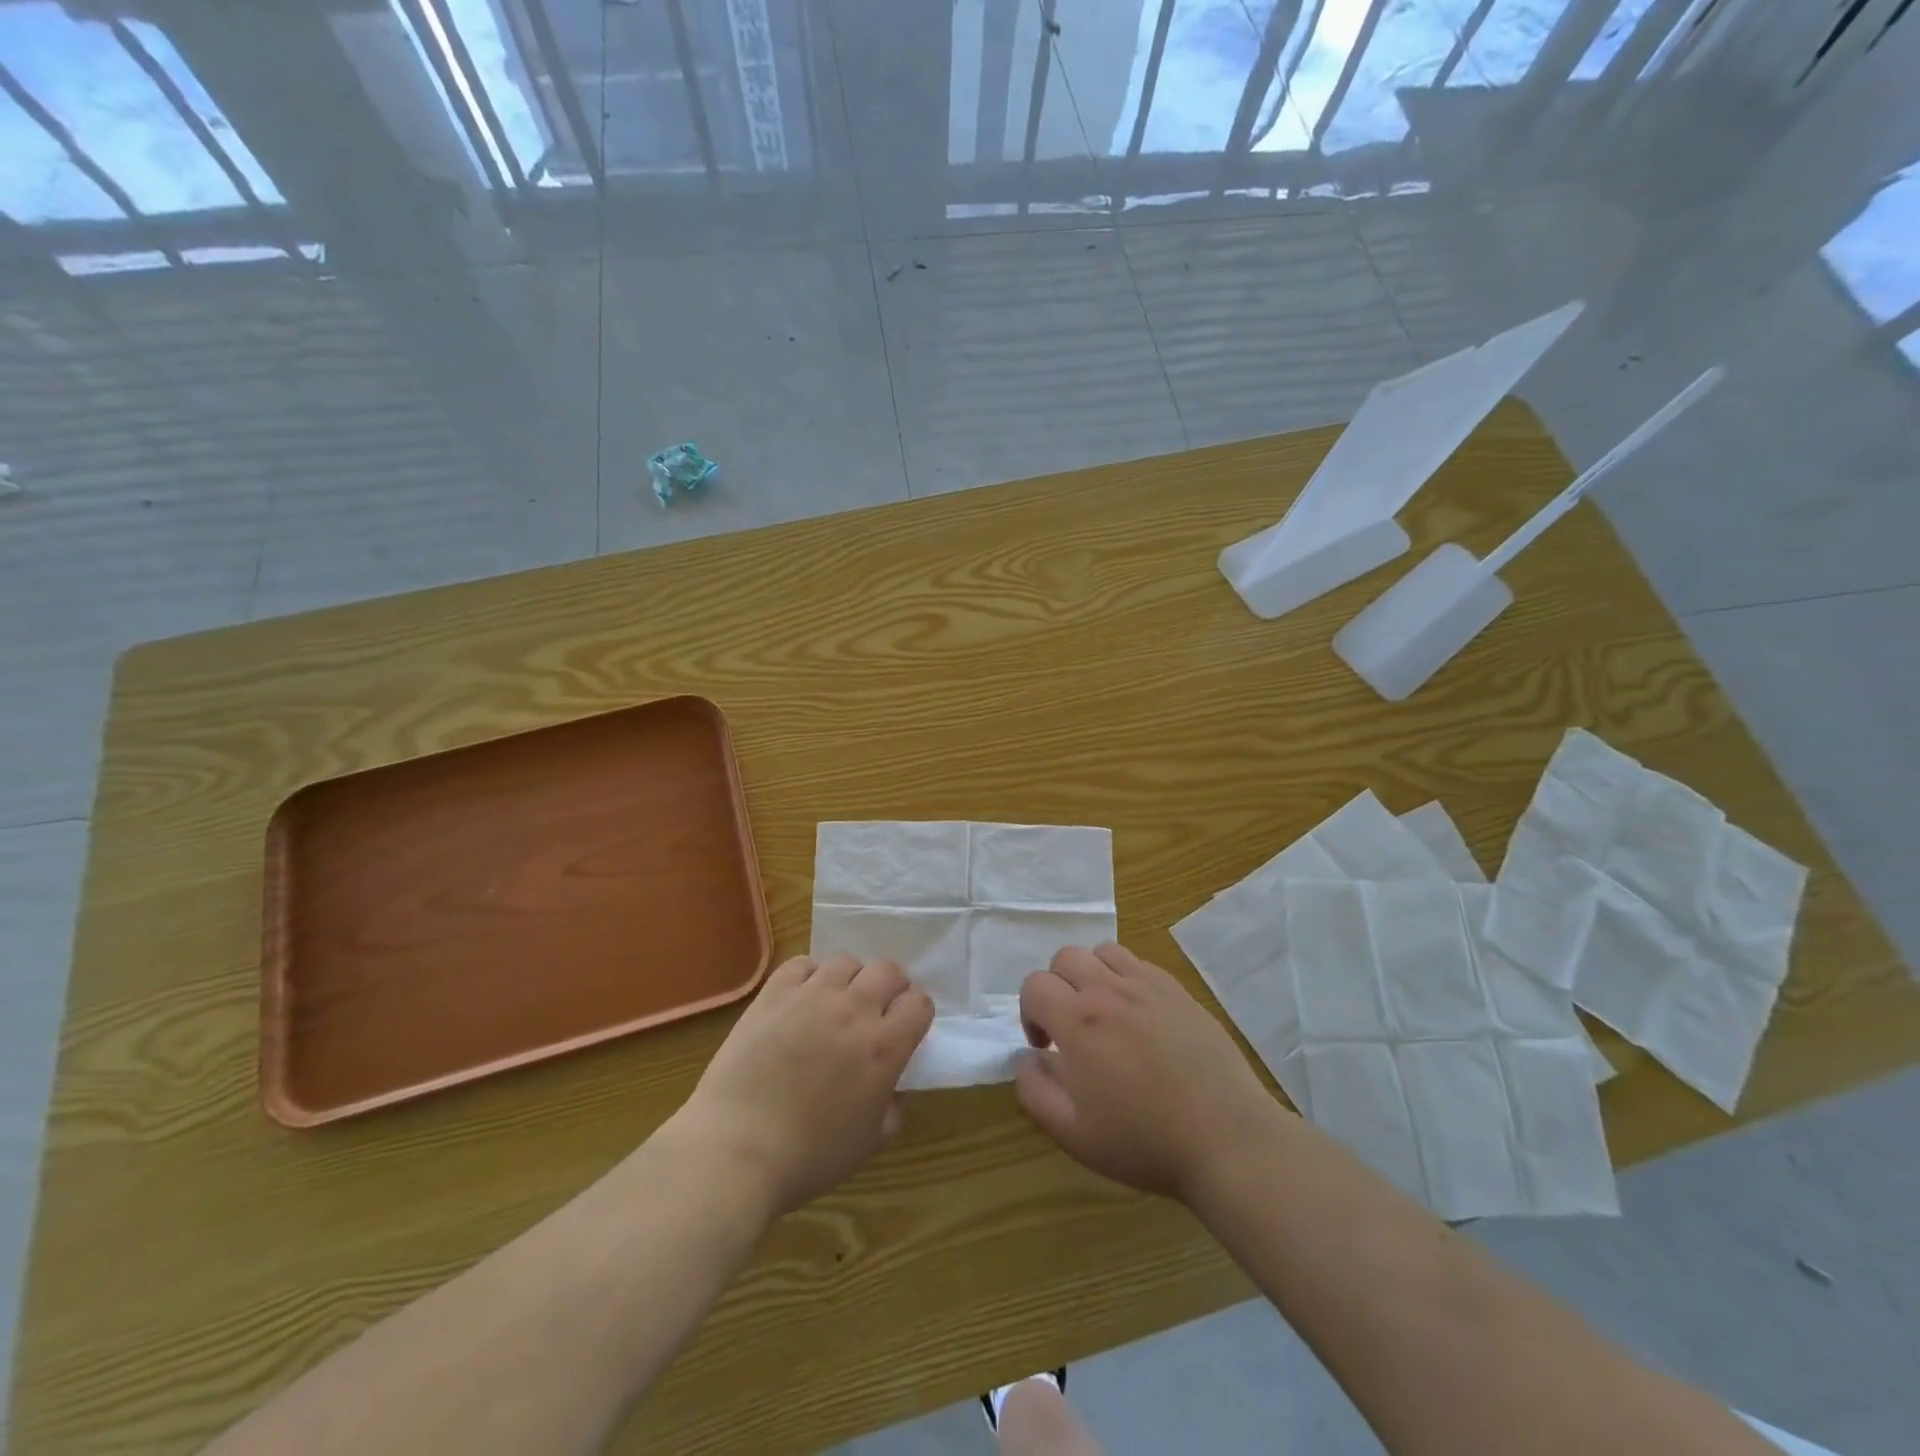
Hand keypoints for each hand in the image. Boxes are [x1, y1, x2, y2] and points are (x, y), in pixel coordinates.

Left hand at [678, 954, 933, 1216]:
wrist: (737, 1150)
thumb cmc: (808, 1156)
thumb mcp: (869, 1143)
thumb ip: (893, 1108)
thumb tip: (895, 1088)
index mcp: (884, 1047)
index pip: (919, 1003)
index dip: (915, 1014)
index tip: (905, 1029)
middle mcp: (854, 1010)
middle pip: (888, 970)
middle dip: (890, 986)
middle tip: (876, 1010)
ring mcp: (811, 996)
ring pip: (846, 961)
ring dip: (850, 979)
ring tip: (837, 1002)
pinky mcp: (774, 994)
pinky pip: (802, 964)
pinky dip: (809, 975)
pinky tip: (802, 999)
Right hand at [1016, 943, 1281, 1200]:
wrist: (1226, 1137)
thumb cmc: (1145, 1140)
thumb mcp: (1074, 1133)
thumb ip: (1035, 1091)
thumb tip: (1026, 1058)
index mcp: (1078, 1021)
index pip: (1035, 985)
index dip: (1030, 1013)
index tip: (1046, 1047)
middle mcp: (1109, 990)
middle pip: (1065, 958)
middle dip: (1056, 987)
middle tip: (1071, 1027)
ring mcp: (1147, 985)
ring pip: (1102, 951)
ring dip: (1091, 974)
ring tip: (1103, 1012)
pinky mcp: (1178, 990)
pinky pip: (1139, 963)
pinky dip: (1126, 977)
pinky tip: (1138, 1014)